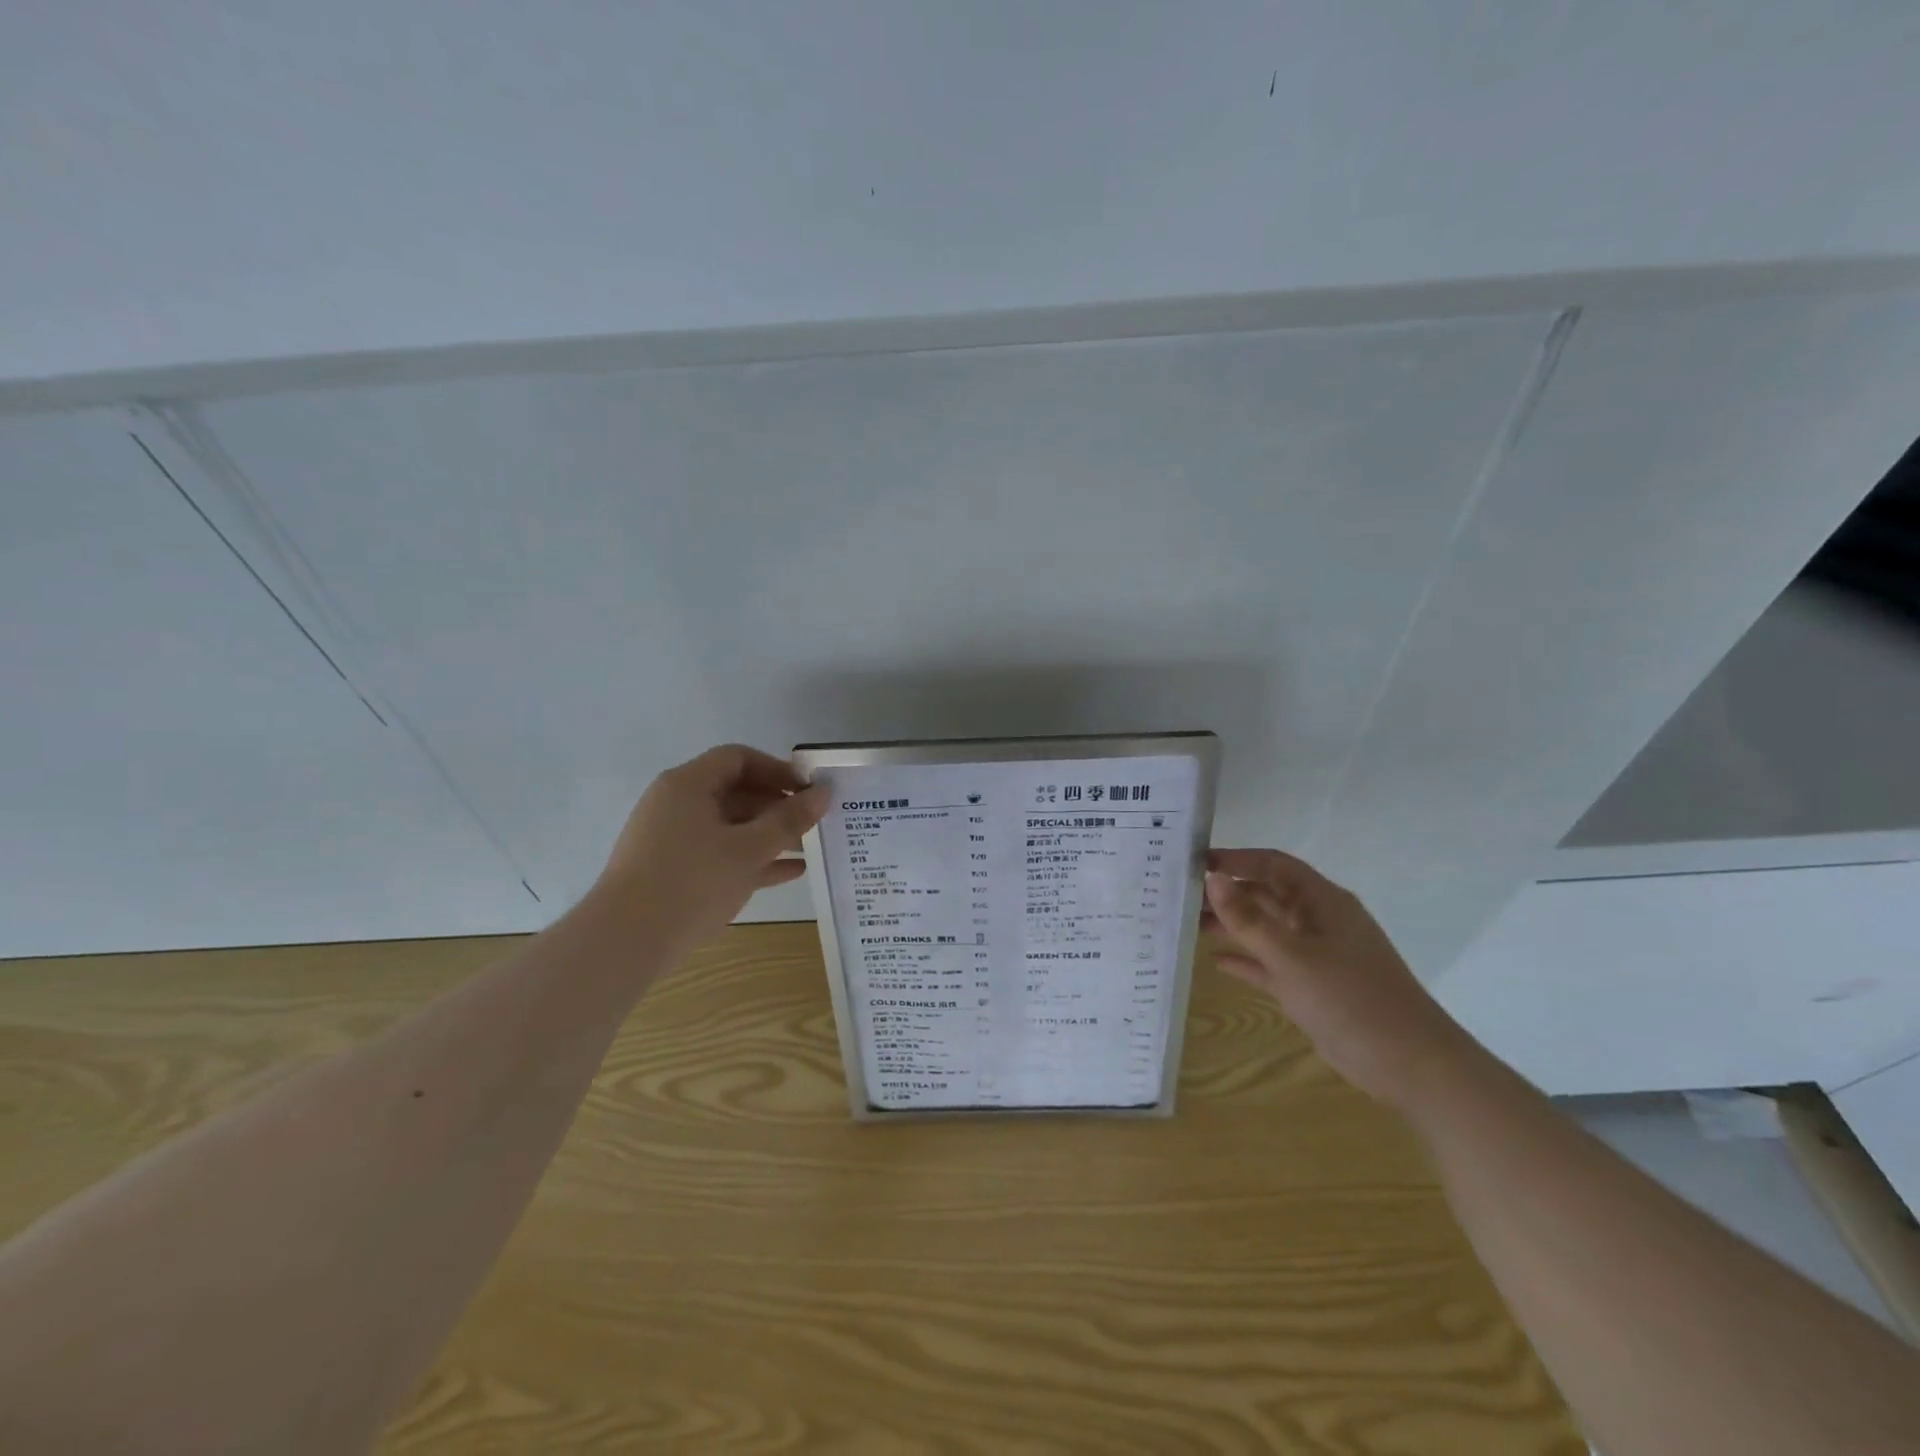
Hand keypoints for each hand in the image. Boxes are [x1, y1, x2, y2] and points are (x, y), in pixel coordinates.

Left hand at [594, 745, 828, 957]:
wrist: (625, 943)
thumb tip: (823, 793)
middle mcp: (676, 804)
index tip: (808, 791)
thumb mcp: (749, 849)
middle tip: (813, 823)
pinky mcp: (673, 871)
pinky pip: (720, 854)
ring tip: (809, 848)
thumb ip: (790, 820)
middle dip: (777, 806)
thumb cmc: (691, 882)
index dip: (778, 770)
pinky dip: (751, 859)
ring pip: (730, 826)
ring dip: (769, 835)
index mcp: (688, 785)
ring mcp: (672, 839)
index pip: (739, 759)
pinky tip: (790, 873)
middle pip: (735, 791)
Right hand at [1203, 849, 1477, 1109]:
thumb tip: (1212, 878)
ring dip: (1231, 925)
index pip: (1274, 865)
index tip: (1195, 863)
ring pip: (1266, 929)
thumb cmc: (1352, 1000)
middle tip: (1181, 897)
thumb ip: (1249, 920)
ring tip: (1189, 925)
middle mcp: (1318, 921)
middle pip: (1266, 895)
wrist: (1411, 1065)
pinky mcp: (1312, 987)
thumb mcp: (1294, 958)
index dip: (1237, 859)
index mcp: (1322, 902)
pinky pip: (1271, 964)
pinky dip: (1246, 960)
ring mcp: (1316, 955)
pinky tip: (1216, 961)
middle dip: (1227, 893)